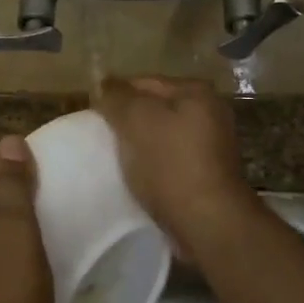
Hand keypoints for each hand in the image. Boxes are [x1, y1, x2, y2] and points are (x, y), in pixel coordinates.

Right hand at [94, 77, 259, 254]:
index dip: (114, 96)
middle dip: (127, 121)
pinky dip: (152, 164)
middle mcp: (209, 112)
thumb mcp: (136, 120)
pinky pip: (169, 159)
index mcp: (195, 91)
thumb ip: (116, 96)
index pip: (143, 82)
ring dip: (139, 145)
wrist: (206, 221)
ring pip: (161, 135)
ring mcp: (211, 144)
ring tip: (115, 159)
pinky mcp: (207, 173)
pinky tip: (136, 177)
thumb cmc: (170, 164)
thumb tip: (103, 81)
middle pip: (154, 109)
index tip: (92, 117)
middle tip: (100, 138)